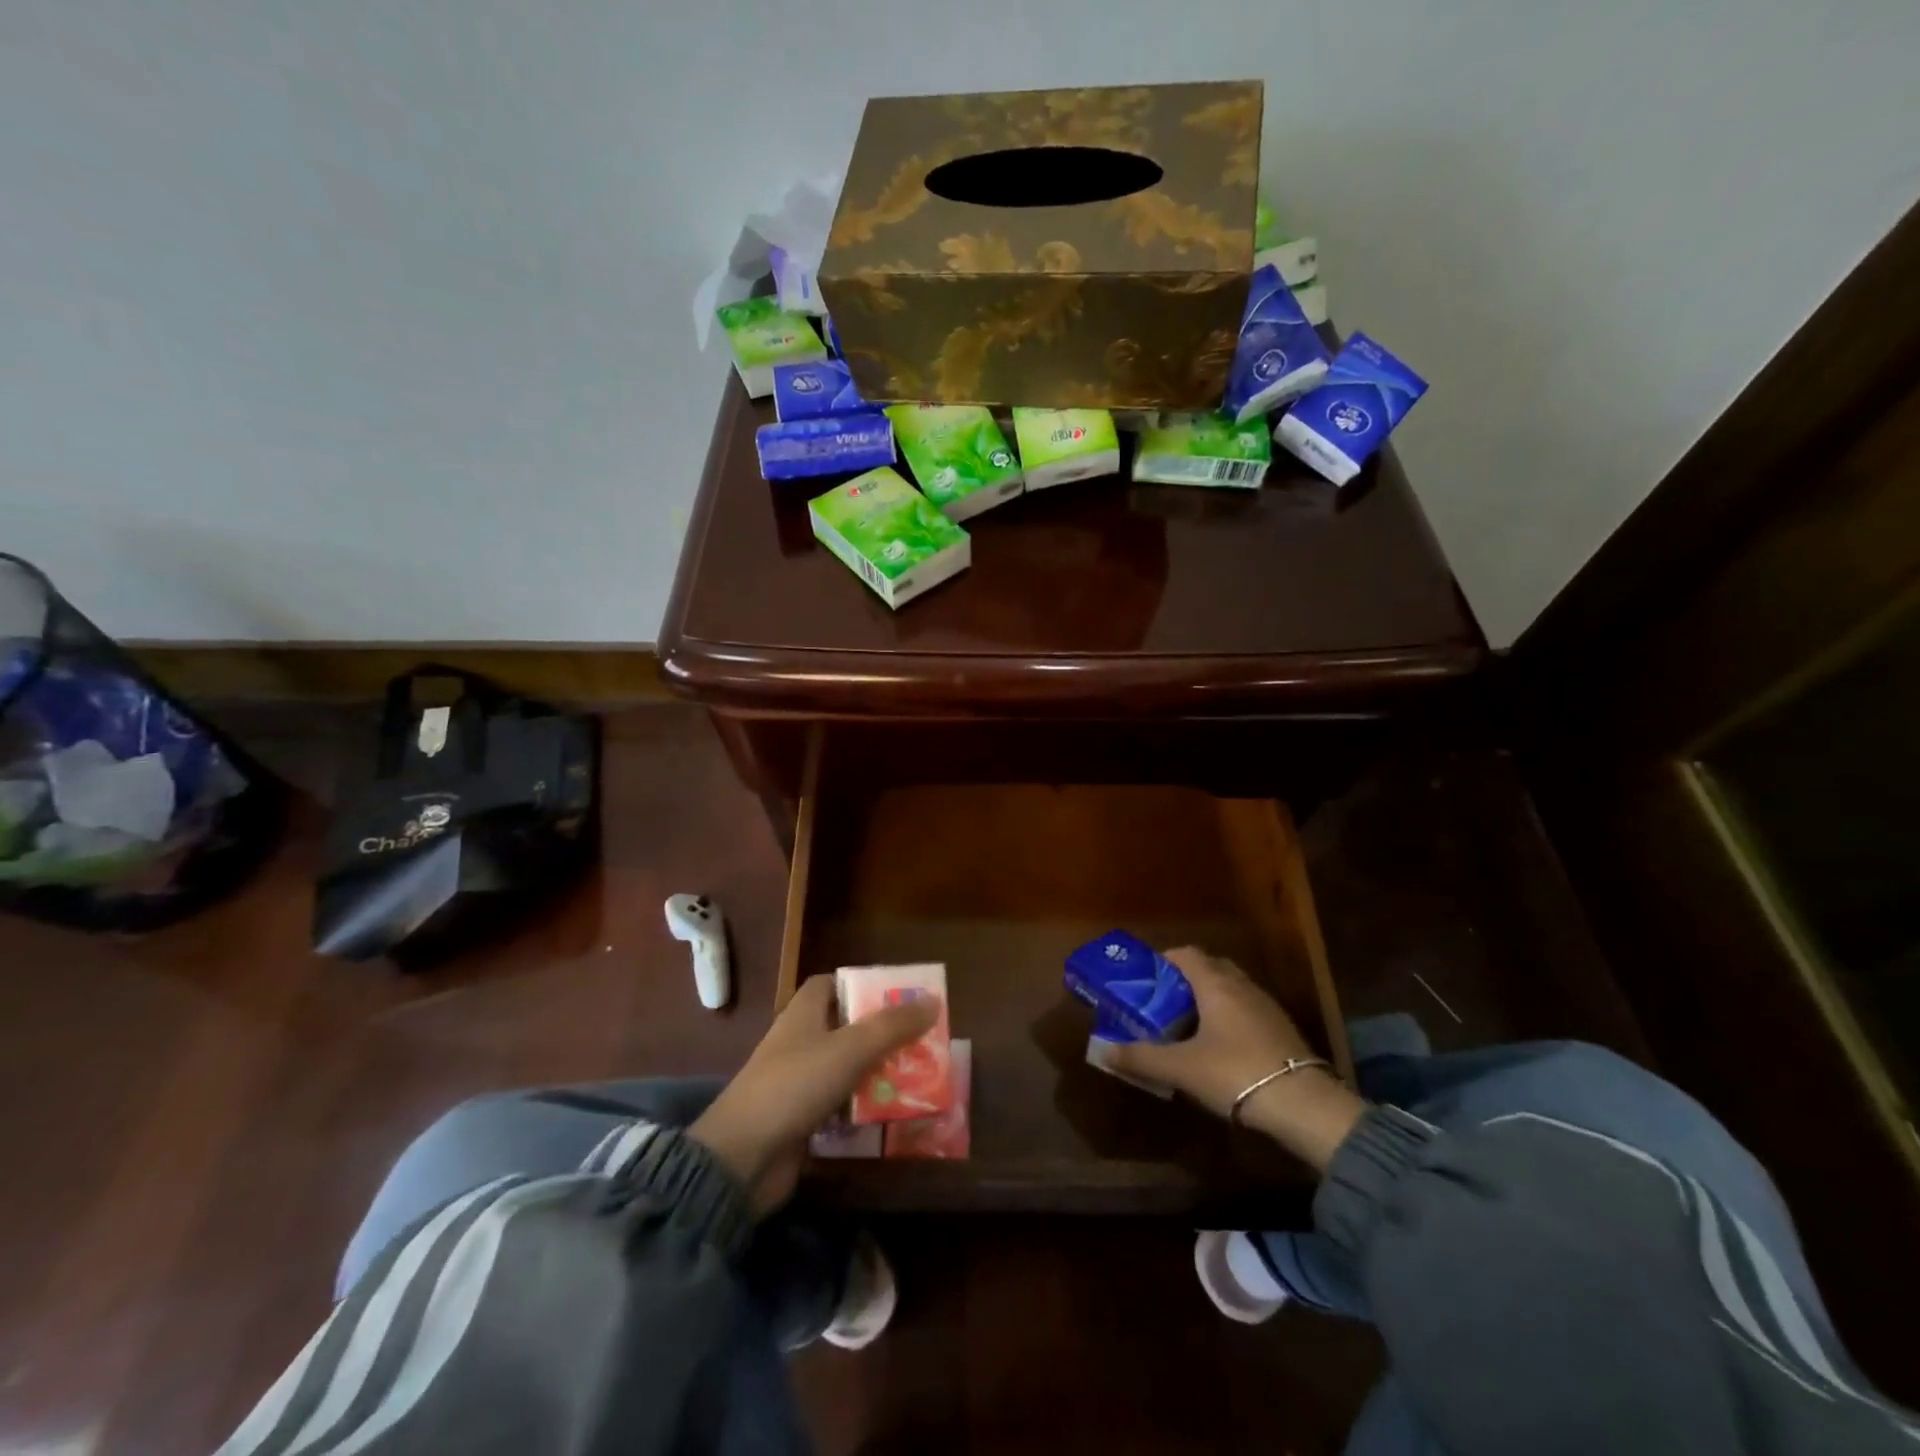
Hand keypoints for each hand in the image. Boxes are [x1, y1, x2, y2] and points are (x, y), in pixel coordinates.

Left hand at [690, 975, 937, 1213]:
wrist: (743, 1157)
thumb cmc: (795, 1085)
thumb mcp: (851, 1048)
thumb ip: (893, 1025)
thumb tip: (933, 1000)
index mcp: (804, 1012)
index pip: (832, 984)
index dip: (863, 985)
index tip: (898, 996)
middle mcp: (800, 1040)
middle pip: (847, 1026)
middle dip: (882, 1033)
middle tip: (921, 1040)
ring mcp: (799, 1081)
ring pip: (847, 1067)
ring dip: (878, 1072)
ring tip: (919, 1076)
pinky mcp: (802, 1118)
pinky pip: (841, 1104)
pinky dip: (864, 1108)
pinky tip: (894, 1115)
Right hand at [1107, 948, 1365, 1171]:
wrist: (1304, 1106)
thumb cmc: (1234, 1073)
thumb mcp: (1180, 1068)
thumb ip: (1140, 1057)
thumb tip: (1103, 1050)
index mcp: (1215, 984)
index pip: (1186, 954)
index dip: (1164, 960)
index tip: (1146, 979)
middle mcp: (1242, 986)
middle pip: (1210, 968)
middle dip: (1185, 980)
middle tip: (1163, 1002)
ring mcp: (1266, 1007)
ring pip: (1231, 990)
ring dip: (1209, 999)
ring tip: (1188, 1026)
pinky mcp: (1282, 1030)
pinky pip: (1247, 1010)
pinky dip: (1229, 1018)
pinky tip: (1221, 1047)